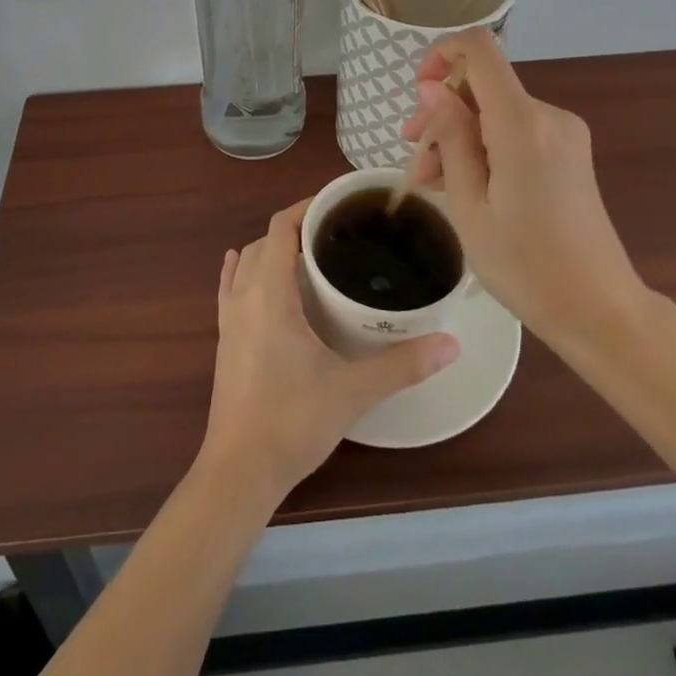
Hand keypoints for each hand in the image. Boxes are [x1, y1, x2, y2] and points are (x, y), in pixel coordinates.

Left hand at [197, 201, 459, 500]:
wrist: (238, 471)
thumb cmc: (292, 421)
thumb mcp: (353, 390)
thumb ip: (402, 364)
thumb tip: (451, 343)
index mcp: (270, 294)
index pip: (281, 228)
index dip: (306, 207)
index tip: (338, 204)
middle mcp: (244, 296)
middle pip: (264, 242)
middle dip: (295, 228)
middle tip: (336, 234)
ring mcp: (229, 319)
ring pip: (246, 263)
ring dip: (270, 250)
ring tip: (307, 253)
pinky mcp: (224, 340)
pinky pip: (229, 288)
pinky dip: (240, 269)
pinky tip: (243, 267)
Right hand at [400, 29, 648, 347]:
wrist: (600, 310)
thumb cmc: (525, 266)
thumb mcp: (469, 205)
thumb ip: (450, 138)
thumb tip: (432, 88)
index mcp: (522, 124)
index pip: (479, 49)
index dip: (441, 54)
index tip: (418, 94)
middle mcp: (548, 115)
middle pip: (482, 85)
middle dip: (442, 114)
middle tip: (417, 164)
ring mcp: (564, 132)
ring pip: (494, 110)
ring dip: (459, 137)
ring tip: (434, 184)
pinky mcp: (569, 151)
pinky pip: (515, 129)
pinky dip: (485, 146)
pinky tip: (467, 186)